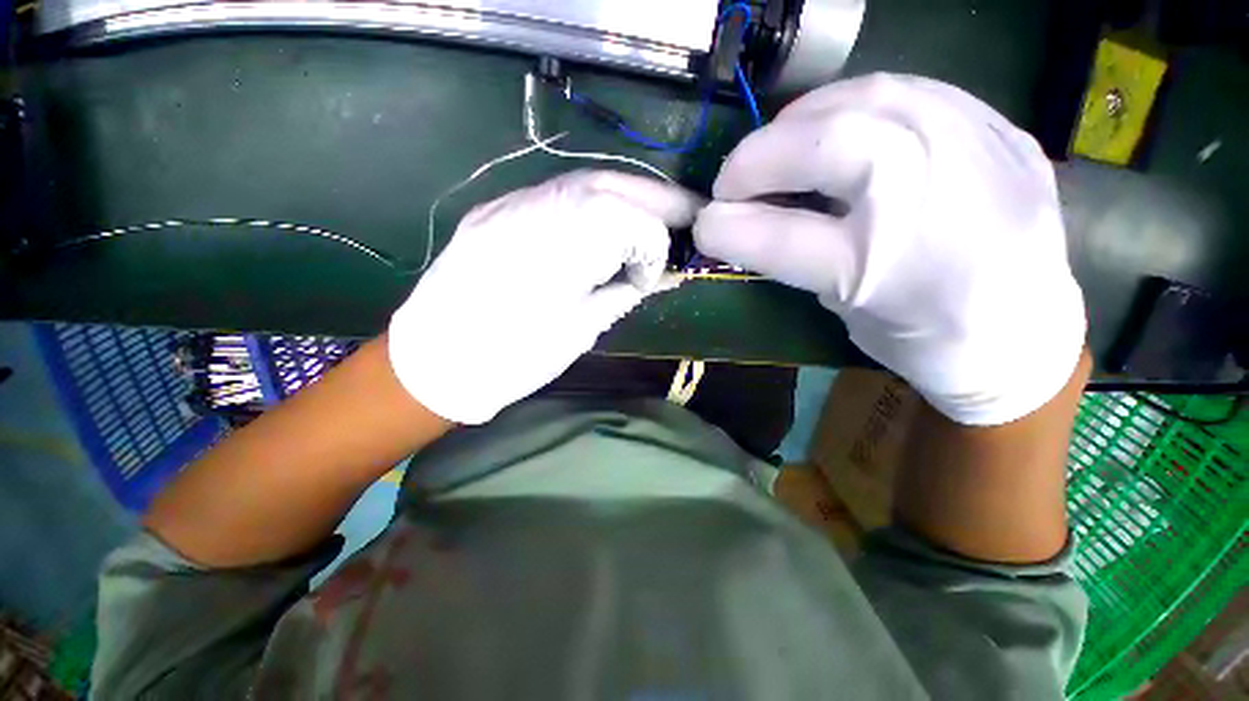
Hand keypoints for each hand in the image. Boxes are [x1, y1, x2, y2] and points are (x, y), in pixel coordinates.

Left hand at [390, 170, 699, 423]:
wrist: (435, 360)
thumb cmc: (513, 357)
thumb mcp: (582, 328)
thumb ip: (624, 292)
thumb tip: (658, 275)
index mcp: (564, 244)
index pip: (635, 221)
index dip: (655, 248)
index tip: (652, 279)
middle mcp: (537, 206)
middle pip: (613, 185)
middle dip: (656, 200)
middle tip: (685, 217)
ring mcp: (512, 202)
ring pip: (586, 182)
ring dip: (626, 198)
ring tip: (648, 222)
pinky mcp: (497, 209)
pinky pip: (557, 194)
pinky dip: (592, 205)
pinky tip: (602, 227)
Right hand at [694, 73, 1085, 424]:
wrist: (1025, 335)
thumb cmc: (920, 339)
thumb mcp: (844, 311)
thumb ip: (791, 260)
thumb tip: (733, 225)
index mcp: (886, 272)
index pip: (783, 237)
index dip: (729, 225)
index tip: (703, 222)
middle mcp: (935, 202)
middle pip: (831, 145)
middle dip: (760, 157)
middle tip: (733, 179)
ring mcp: (980, 153)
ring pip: (870, 98)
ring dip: (801, 120)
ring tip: (777, 147)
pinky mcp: (1002, 132)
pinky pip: (912, 91)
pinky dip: (854, 103)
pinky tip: (836, 125)